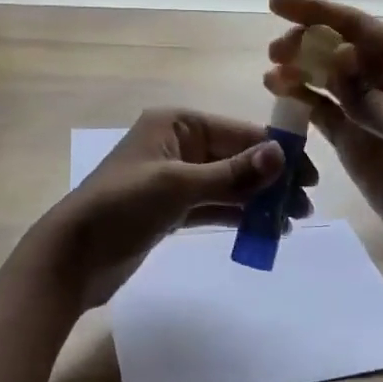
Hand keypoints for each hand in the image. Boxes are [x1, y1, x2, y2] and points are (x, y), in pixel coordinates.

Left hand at [29, 108, 316, 310]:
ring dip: (258, 200)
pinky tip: (264, 230)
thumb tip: (281, 154)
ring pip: (228, 184)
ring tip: (292, 221)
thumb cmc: (122, 207)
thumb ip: (233, 173)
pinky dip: (237, 215)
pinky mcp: (171, 210)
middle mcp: (178, 145)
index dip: (276, 150)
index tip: (311, 174)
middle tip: (305, 206)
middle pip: (236, 157)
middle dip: (271, 179)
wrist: (72, 257)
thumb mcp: (179, 186)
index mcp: (176, 124)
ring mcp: (174, 178)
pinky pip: (213, 206)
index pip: (237, 132)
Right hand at [264, 0, 382, 290]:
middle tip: (275, 52)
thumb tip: (334, 56)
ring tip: (271, 74)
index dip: (317, 12)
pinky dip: (301, 102)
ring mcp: (369, 112)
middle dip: (305, 43)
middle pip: (338, 49)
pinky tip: (279, 95)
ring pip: (326, 79)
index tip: (276, 4)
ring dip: (298, 71)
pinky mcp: (355, 142)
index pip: (359, 28)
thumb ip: (368, 96)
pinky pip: (323, 112)